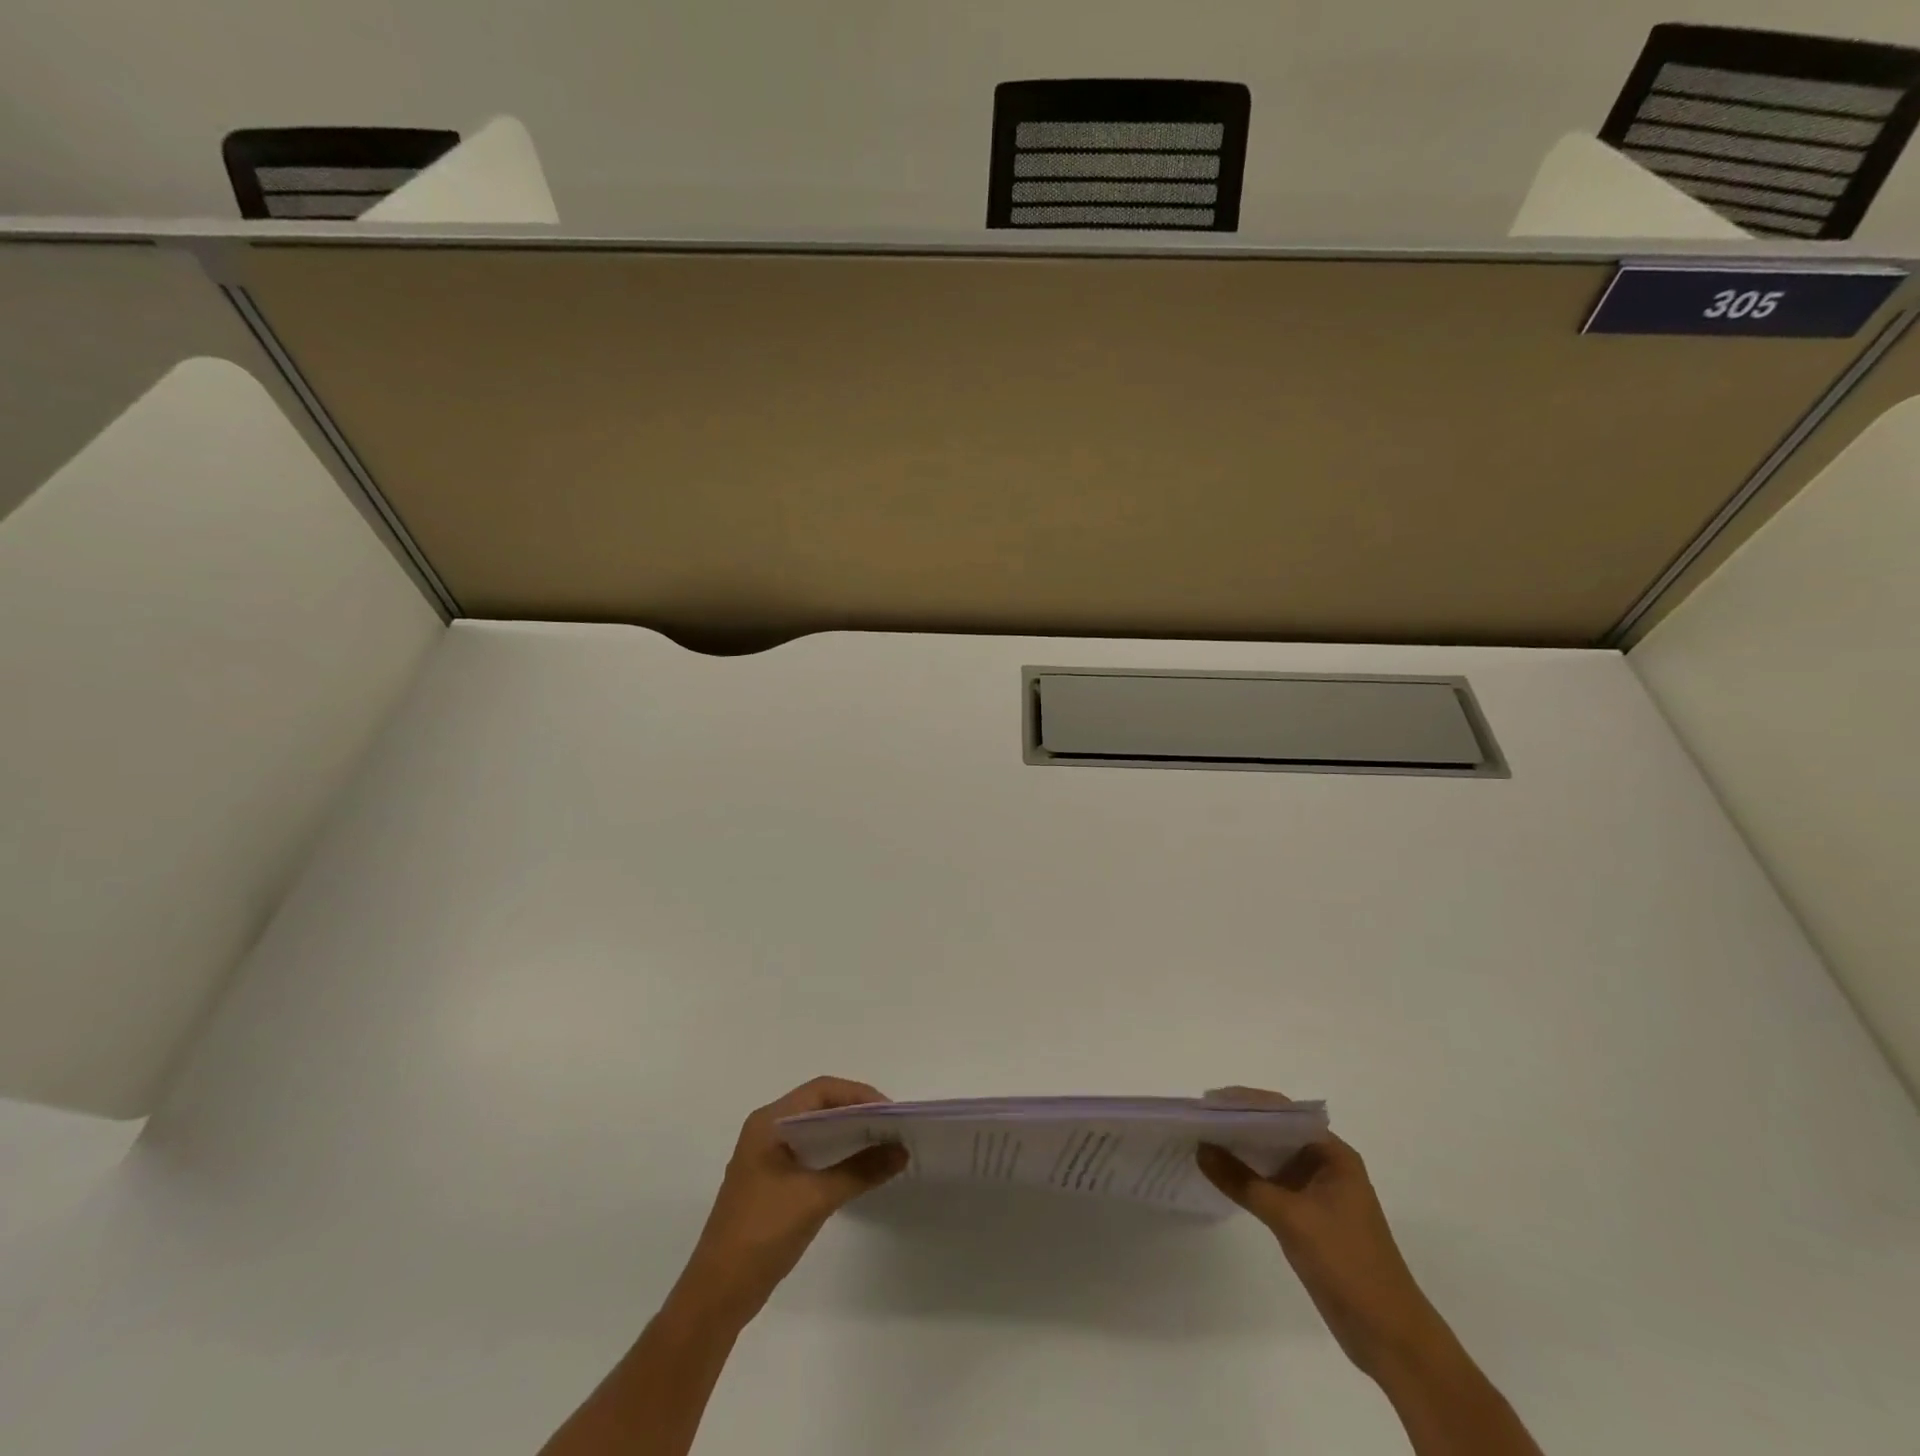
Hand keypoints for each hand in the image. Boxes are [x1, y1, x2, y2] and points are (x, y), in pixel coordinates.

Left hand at [671, 1077, 906, 1326]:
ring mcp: (767, 1157)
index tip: (890, 1112)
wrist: (717, 1296)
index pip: (821, 1090)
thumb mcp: (815, 1198)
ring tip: (882, 1145)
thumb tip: (902, 1151)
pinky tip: (858, 1170)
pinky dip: (835, 1155)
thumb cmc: (761, 1233)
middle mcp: (766, 1131)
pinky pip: (810, 1154)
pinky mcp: (771, 1183)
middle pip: (819, 1106)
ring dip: (848, 1135)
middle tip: (891, 1128)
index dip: (858, 1095)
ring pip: (815, 1131)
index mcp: (769, 1122)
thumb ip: (860, 1170)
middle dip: (856, 1113)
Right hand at [1197, 1087, 1446, 1382]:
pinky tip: (1222, 1176)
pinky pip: (1272, 1185)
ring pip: (1273, 1159)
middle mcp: (1326, 1165)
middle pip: (1276, 1132)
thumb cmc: (1347, 1264)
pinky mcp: (1309, 1218)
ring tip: (1201, 1141)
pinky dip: (1248, 1178)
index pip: (1283, 1113)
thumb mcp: (1291, 1218)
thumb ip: (1243, 1181)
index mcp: (1333, 1155)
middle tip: (1198, 1119)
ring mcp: (1318, 1193)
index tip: (1208, 1099)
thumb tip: (1200, 1148)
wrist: (1389, 1336)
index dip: (1246, 1102)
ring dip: (1241, 1151)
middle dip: (1239, 1124)